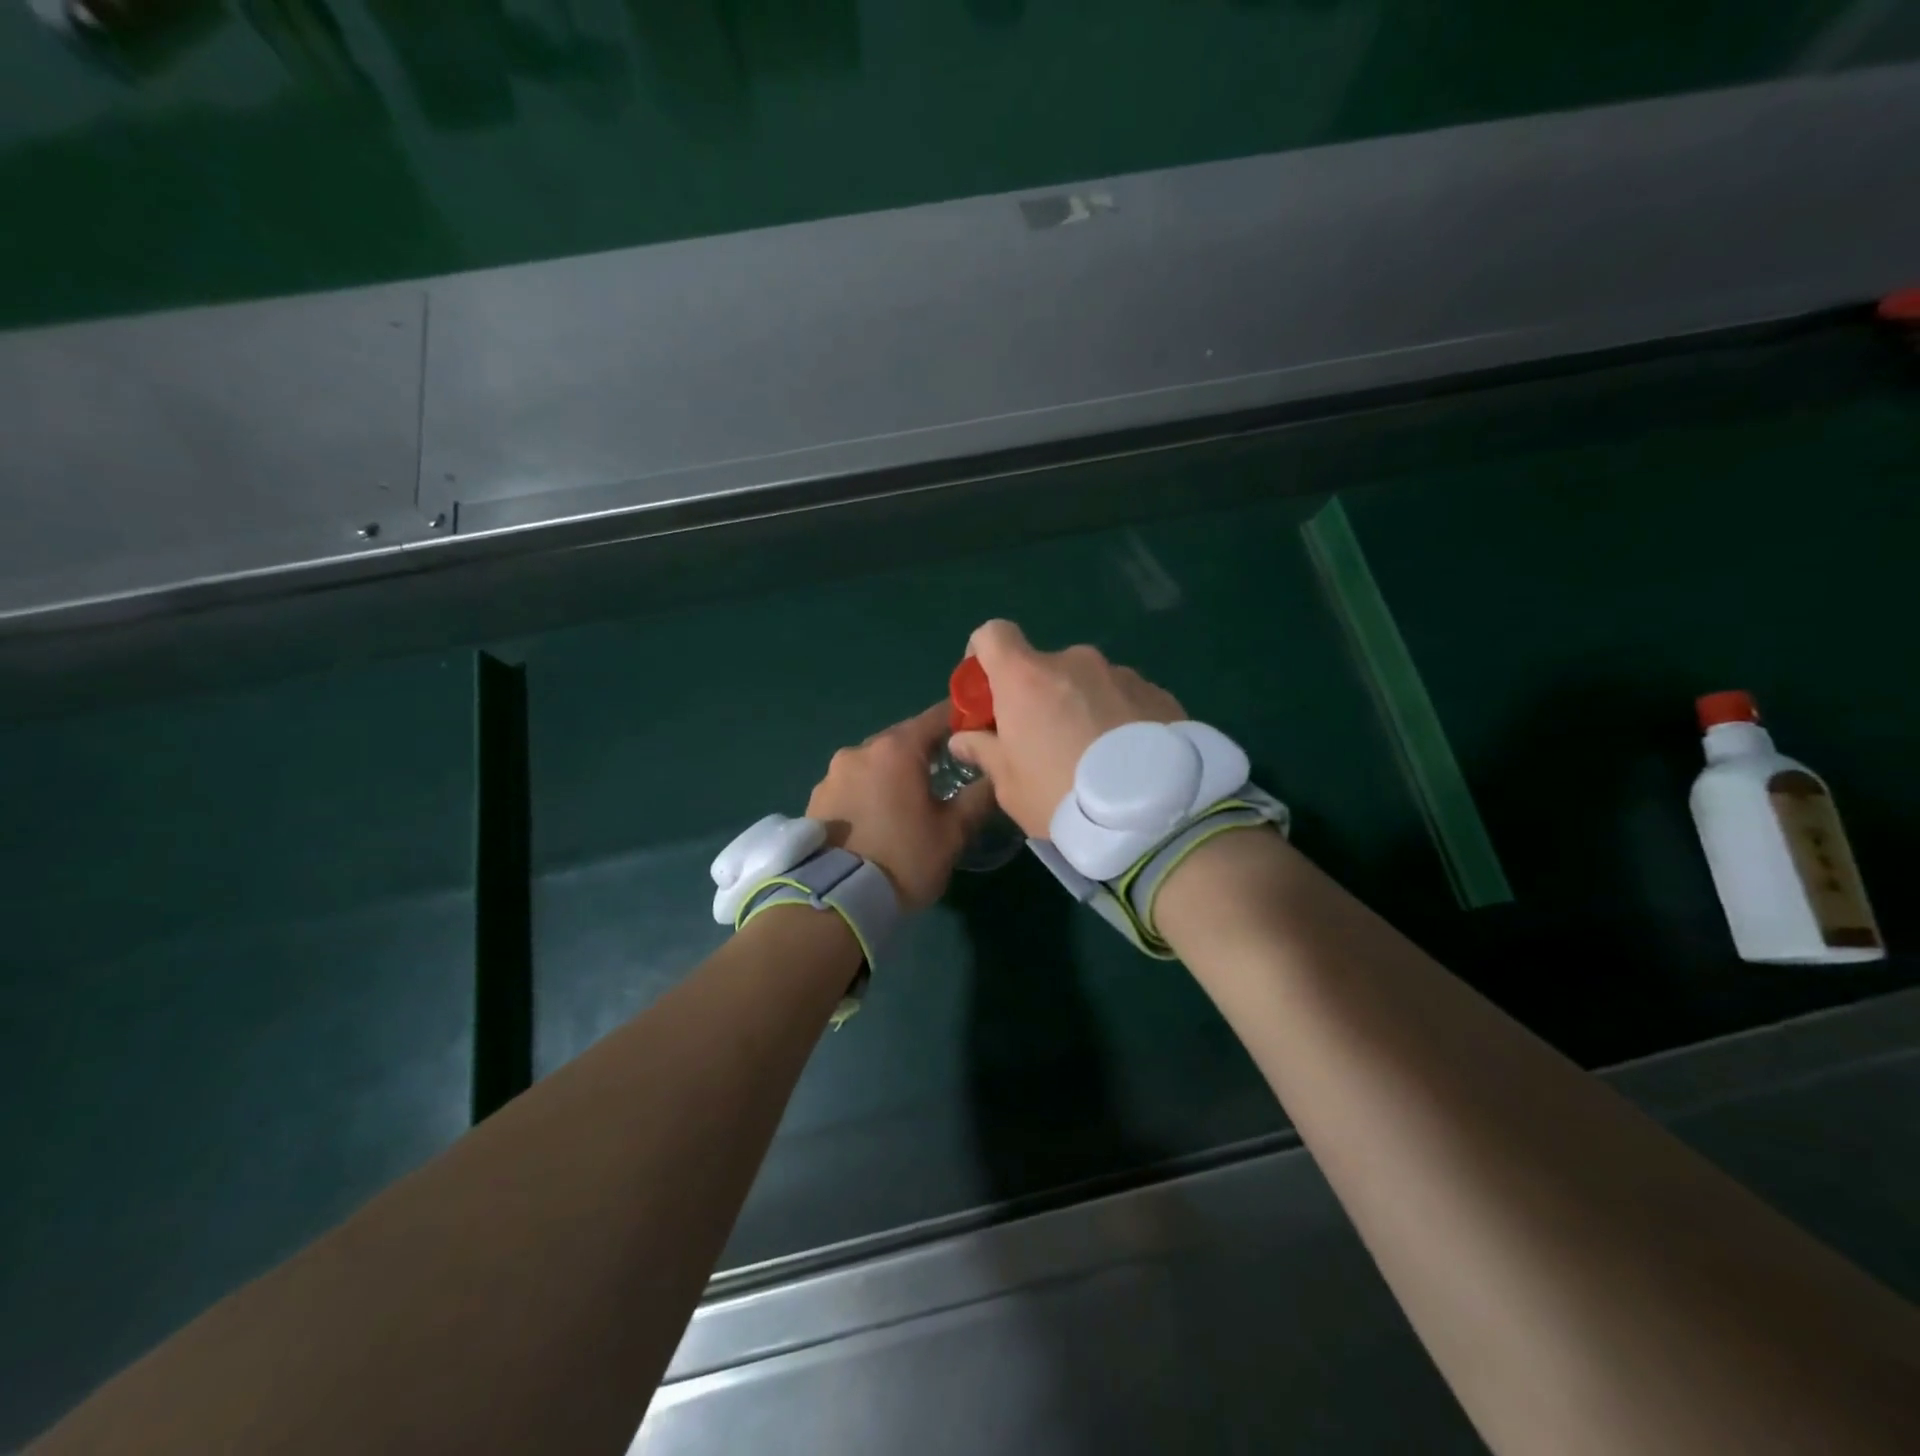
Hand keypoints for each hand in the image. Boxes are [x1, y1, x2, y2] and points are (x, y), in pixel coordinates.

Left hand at [806, 703, 996, 911]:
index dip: (961, 720)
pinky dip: (869, 792)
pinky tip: (879, 819)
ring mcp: (832, 773)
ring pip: (875, 763)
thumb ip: (979, 796)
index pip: (937, 716)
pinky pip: (852, 784)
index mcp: (896, 750)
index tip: (978, 733)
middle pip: (903, 739)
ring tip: (910, 803)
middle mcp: (860, 750)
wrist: (834, 902)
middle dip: (926, 752)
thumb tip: (996, 774)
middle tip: (948, 776)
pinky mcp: (816, 798)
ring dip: (894, 774)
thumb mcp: (953, 833)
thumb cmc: (903, 860)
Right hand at [947, 619, 1183, 838]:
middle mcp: (1074, 661)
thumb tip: (964, 738)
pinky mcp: (1159, 692)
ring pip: (1087, 683)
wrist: (1153, 815)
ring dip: (1082, 706)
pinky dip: (1118, 717)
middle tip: (1046, 742)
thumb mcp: (1010, 786)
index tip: (987, 692)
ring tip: (1096, 757)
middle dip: (1038, 697)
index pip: (992, 634)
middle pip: (1043, 667)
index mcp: (1027, 677)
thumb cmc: (1063, 796)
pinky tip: (1129, 758)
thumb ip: (984, 751)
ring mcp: (1121, 673)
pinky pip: (1124, 698)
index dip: (982, 657)